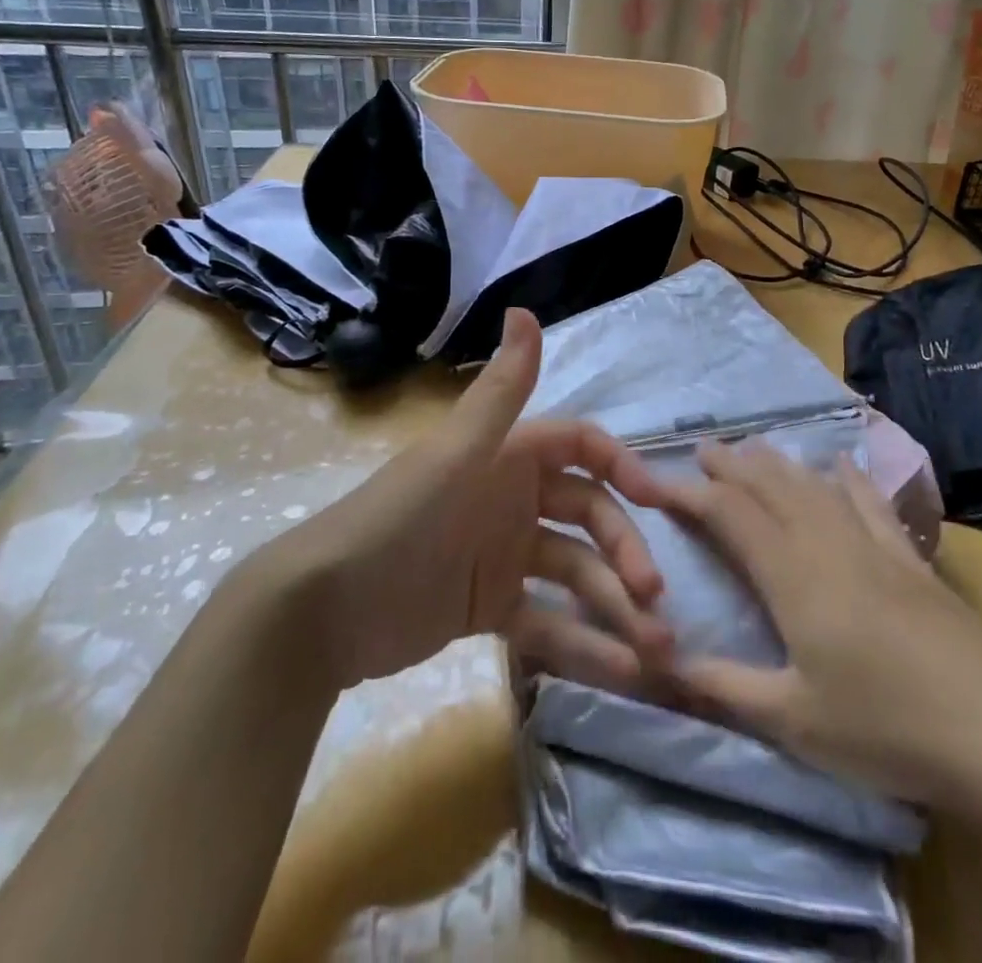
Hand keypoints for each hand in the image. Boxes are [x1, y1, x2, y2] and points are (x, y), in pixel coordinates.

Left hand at [256, 308, 673, 692]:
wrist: (324, 612)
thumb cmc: (398, 521)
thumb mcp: (455, 454)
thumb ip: (499, 391)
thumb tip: (524, 309)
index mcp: (508, 456)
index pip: (581, 447)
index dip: (622, 466)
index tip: (657, 501)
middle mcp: (513, 499)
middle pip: (589, 516)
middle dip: (625, 551)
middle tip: (655, 599)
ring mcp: (505, 556)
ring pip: (577, 574)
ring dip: (617, 608)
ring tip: (657, 652)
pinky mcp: (493, 608)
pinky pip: (549, 622)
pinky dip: (583, 645)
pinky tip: (621, 671)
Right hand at [658, 440, 981, 820]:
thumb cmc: (886, 727)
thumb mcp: (793, 720)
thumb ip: (725, 687)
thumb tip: (662, 665)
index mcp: (790, 573)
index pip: (728, 514)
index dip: (689, 493)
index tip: (656, 484)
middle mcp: (826, 542)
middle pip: (770, 486)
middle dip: (731, 465)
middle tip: (703, 449)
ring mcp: (873, 545)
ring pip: (814, 486)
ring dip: (779, 464)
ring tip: (753, 448)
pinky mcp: (910, 560)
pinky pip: (871, 504)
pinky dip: (851, 478)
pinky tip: (843, 463)